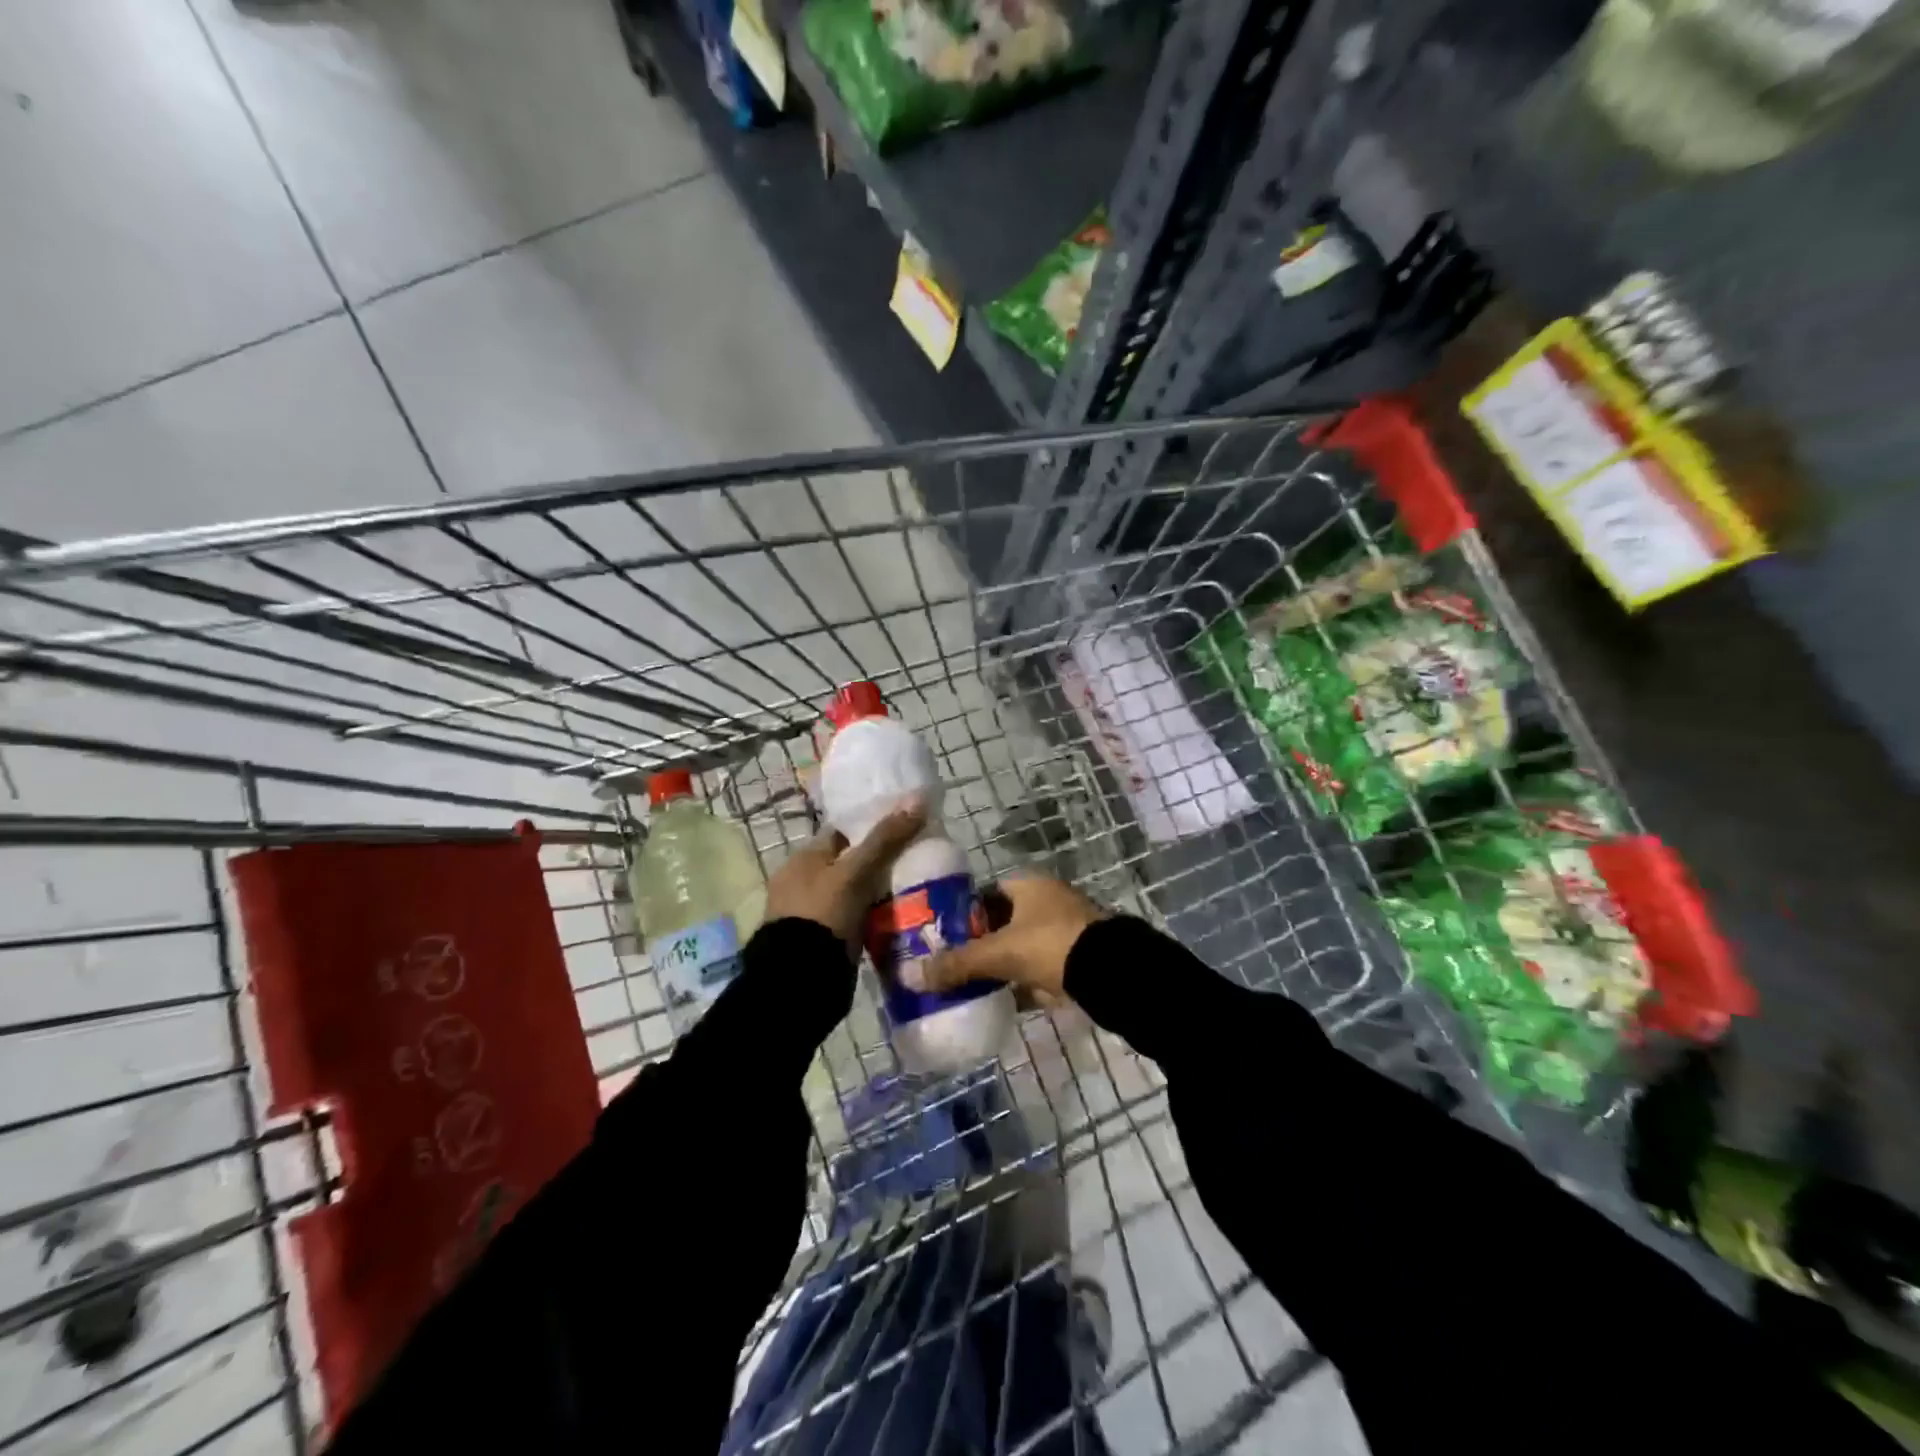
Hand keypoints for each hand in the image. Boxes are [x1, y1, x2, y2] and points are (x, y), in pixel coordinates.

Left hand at [766, 802, 925, 955]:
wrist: (801, 976)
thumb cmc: (824, 912)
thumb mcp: (856, 872)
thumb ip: (885, 838)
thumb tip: (918, 800)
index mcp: (803, 858)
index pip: (842, 831)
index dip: (871, 827)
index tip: (904, 828)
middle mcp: (803, 881)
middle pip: (850, 862)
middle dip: (879, 862)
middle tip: (916, 860)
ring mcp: (813, 911)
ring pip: (854, 891)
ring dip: (878, 891)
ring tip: (916, 887)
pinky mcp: (824, 937)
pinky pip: (855, 917)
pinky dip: (873, 915)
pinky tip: (898, 916)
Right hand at [903, 876, 1103, 1000]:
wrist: (1113, 975)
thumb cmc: (1052, 946)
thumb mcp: (1000, 953)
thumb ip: (958, 964)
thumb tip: (909, 975)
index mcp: (1029, 885)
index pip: (986, 894)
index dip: (963, 914)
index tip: (941, 937)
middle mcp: (1047, 902)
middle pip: (1002, 923)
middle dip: (980, 944)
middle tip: (950, 965)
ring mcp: (1064, 932)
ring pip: (1020, 949)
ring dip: (1000, 966)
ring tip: (968, 986)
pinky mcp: (1075, 962)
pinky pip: (1038, 972)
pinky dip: (1021, 986)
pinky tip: (999, 1002)